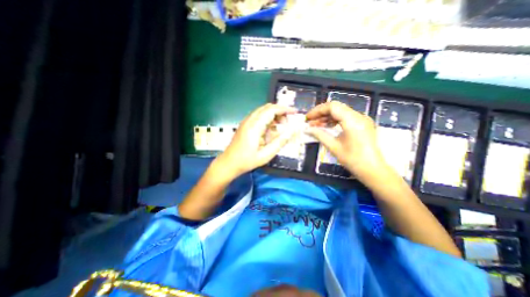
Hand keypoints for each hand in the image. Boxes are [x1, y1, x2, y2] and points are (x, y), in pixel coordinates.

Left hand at [216, 104, 296, 177]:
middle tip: (288, 122)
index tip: (294, 112)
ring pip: (263, 111)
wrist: (229, 163)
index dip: (284, 109)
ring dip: (274, 115)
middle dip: (280, 111)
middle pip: (267, 107)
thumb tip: (292, 131)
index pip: (271, 110)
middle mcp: (249, 120)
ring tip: (281, 126)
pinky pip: (259, 116)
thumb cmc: (246, 161)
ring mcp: (246, 122)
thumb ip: (280, 142)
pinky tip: (271, 129)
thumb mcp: (266, 155)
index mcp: (254, 127)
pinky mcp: (245, 125)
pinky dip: (268, 118)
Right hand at [306, 101, 387, 181]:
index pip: (332, 107)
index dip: (317, 110)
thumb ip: (319, 135)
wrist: (373, 170)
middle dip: (321, 113)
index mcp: (353, 121)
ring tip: (316, 125)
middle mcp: (359, 116)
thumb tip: (307, 129)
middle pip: (336, 107)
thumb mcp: (333, 147)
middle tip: (309, 122)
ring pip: (340, 111)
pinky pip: (345, 117)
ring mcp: (362, 119)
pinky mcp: (362, 124)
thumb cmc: (353, 160)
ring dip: (327, 117)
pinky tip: (327, 126)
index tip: (307, 118)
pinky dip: (334, 120)